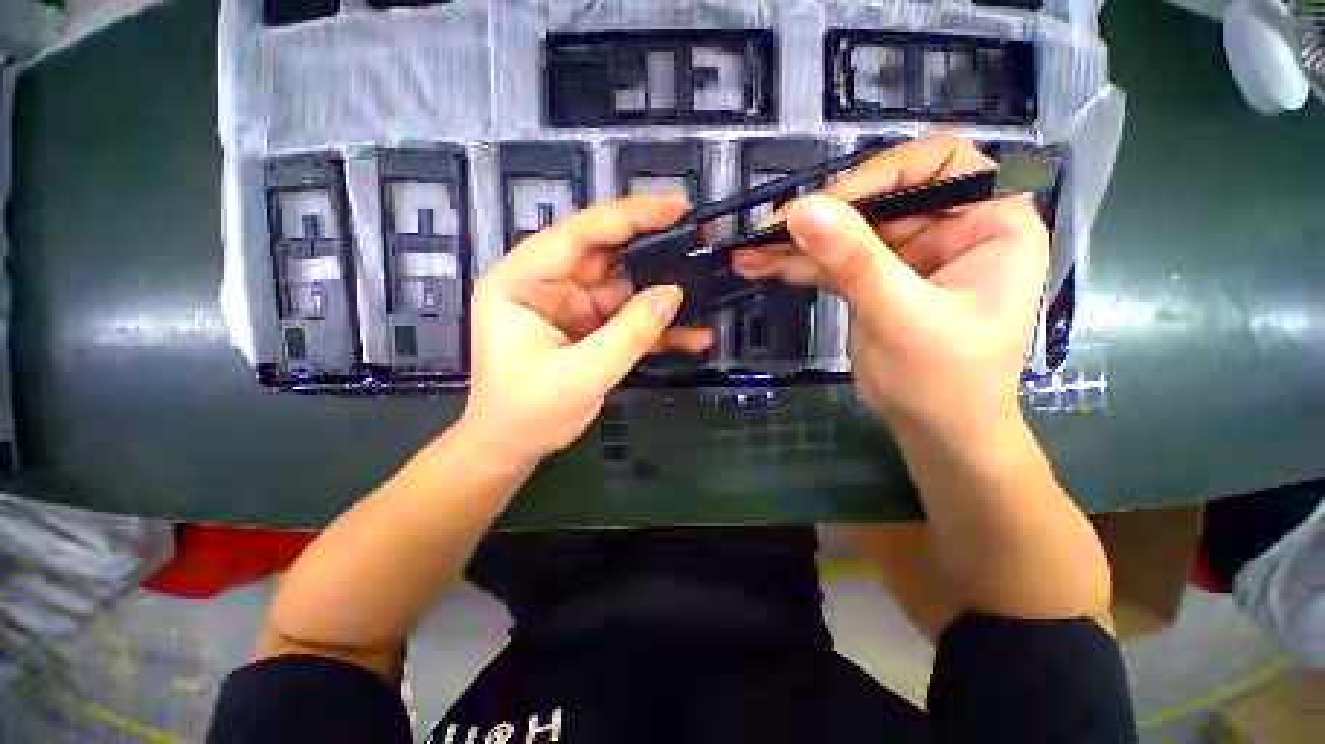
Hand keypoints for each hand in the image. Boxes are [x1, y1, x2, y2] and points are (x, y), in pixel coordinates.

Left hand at [460, 194, 712, 465]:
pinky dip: (656, 328)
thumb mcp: (579, 376)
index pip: (578, 235)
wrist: (512, 448)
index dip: (628, 216)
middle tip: (698, 240)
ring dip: (661, 294)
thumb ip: (628, 334)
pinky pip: (627, 320)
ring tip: (705, 288)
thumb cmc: (526, 413)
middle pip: (605, 256)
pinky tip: (690, 335)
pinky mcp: (589, 330)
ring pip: (623, 289)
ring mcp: (571, 308)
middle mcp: (546, 285)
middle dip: (653, 251)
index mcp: (521, 281)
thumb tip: (673, 293)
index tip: (675, 205)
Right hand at [733, 135, 1048, 438]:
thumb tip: (802, 210)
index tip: (824, 206)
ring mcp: (907, 256)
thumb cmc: (944, 379)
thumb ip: (854, 260)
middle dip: (819, 217)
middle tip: (765, 231)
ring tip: (749, 251)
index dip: (879, 175)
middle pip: (877, 200)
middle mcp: (949, 229)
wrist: (936, 431)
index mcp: (988, 223)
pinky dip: (797, 266)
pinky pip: (833, 263)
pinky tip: (760, 266)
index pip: (936, 165)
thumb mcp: (900, 315)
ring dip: (795, 244)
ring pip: (846, 234)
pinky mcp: (875, 280)